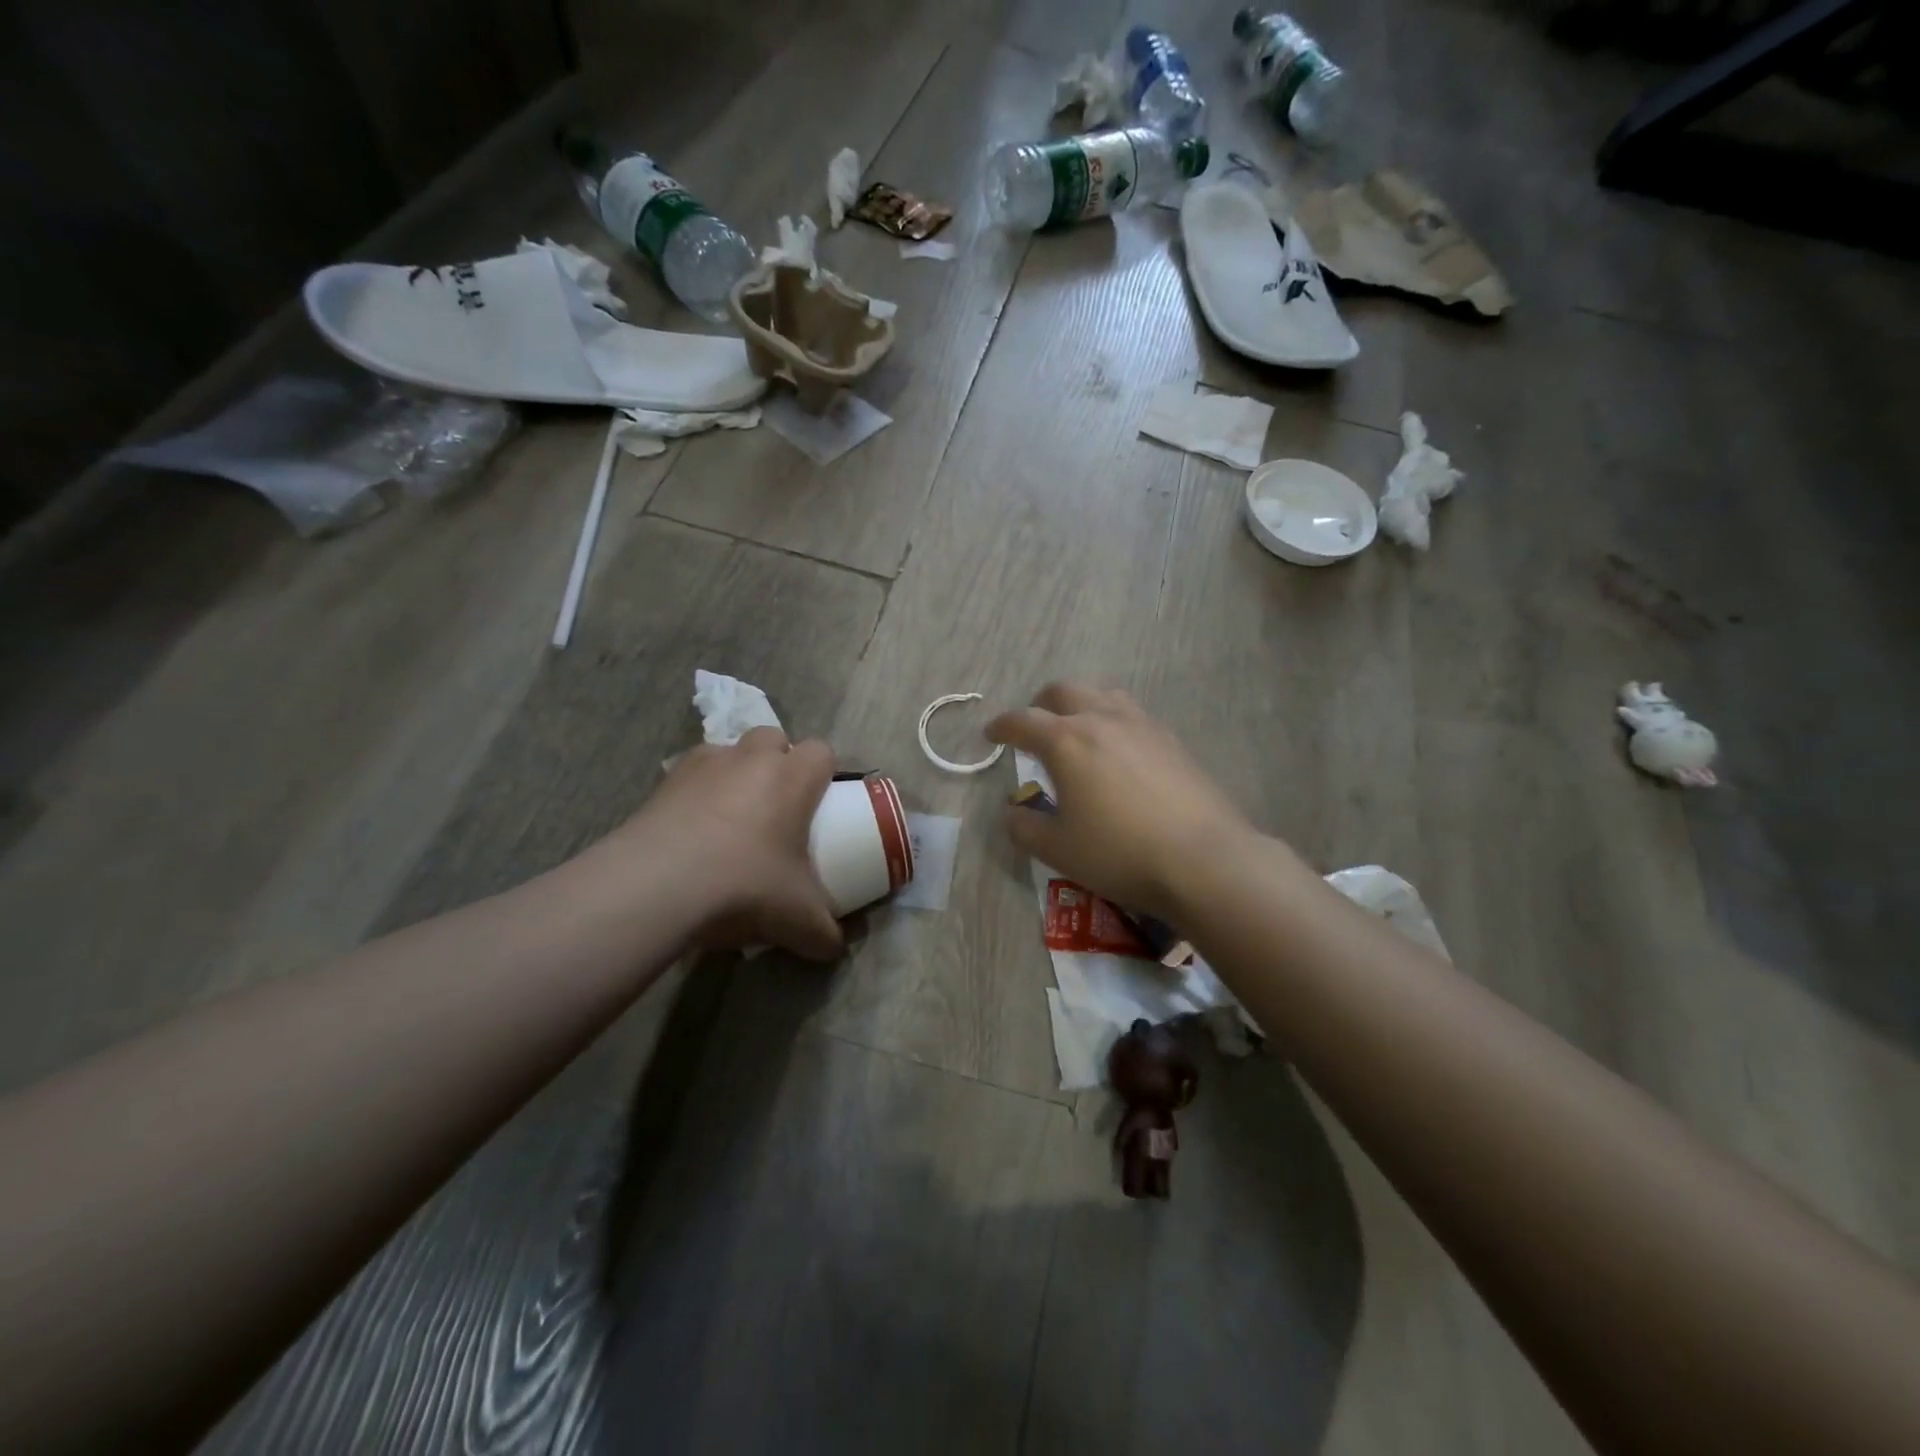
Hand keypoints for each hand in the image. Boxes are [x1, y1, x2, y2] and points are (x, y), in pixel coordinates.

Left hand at [607, 727, 844, 959]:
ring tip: (731, 818)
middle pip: (774, 738)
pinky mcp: (663, 782)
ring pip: (729, 750)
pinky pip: (690, 774)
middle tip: (777, 807)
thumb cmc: (744, 886)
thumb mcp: (798, 918)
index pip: (821, 751)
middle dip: (778, 762)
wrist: (657, 886)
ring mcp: (703, 765)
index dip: (824, 772)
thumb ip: (824, 932)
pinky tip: (692, 830)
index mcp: (792, 778)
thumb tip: (835, 947)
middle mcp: (750, 758)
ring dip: (736, 773)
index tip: (821, 803)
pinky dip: (696, 792)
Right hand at [986, 683, 1259, 920]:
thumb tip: (1013, 811)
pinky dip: (1113, 721)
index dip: (1001, 726)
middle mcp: (1102, 720)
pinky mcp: (1171, 740)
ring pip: (1103, 695)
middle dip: (1040, 704)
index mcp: (1066, 741)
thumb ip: (1024, 826)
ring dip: (1081, 706)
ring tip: (1078, 733)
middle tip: (1034, 729)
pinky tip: (1119, 752)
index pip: (1023, 722)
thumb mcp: (1057, 849)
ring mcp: (1142, 725)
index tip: (991, 734)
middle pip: (1064, 691)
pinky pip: (1132, 715)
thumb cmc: (1119, 853)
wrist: (1203, 859)